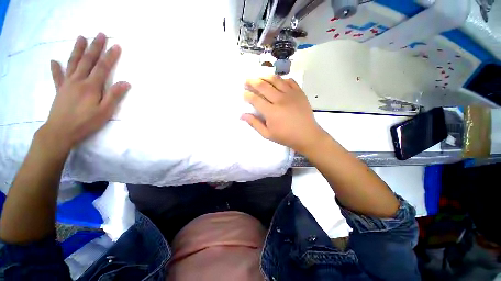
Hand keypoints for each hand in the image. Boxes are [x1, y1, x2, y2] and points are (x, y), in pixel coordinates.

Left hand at [41, 33, 129, 152]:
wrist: (60, 131)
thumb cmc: (86, 122)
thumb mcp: (105, 111)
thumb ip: (114, 96)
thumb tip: (125, 83)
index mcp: (91, 86)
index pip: (103, 67)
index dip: (110, 56)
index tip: (117, 46)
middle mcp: (78, 80)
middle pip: (88, 60)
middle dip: (95, 47)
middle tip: (100, 34)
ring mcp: (67, 84)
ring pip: (73, 63)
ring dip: (77, 49)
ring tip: (80, 37)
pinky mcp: (60, 89)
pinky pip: (57, 76)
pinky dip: (55, 68)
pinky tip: (54, 61)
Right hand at [242, 76, 326, 153]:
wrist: (307, 135)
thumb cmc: (286, 136)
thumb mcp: (267, 134)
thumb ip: (254, 124)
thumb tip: (242, 115)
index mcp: (271, 112)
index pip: (255, 99)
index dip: (247, 95)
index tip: (243, 93)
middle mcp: (280, 100)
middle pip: (263, 86)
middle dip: (252, 82)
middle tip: (246, 81)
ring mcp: (291, 94)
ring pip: (275, 80)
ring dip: (264, 76)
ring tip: (259, 77)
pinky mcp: (299, 92)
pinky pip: (289, 81)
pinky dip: (281, 79)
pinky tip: (277, 81)